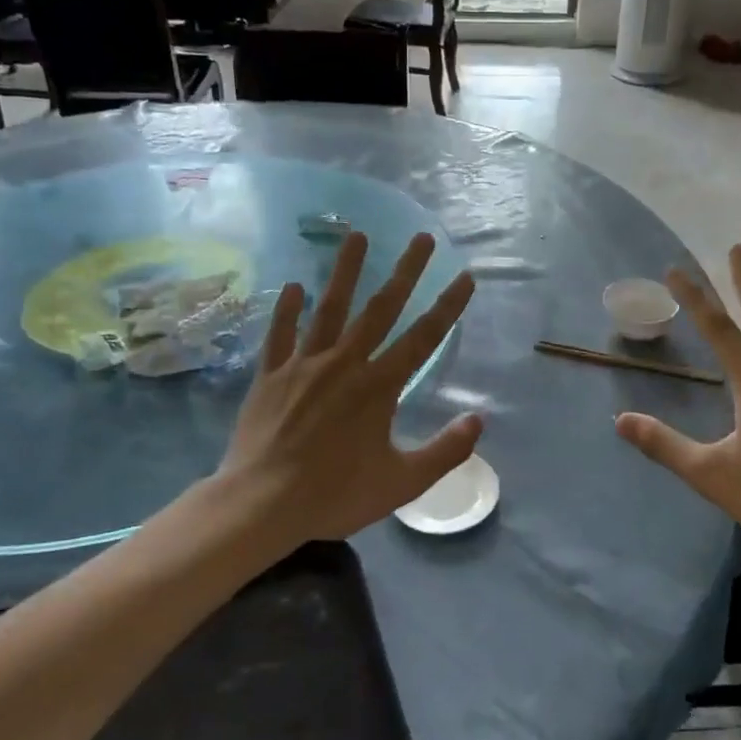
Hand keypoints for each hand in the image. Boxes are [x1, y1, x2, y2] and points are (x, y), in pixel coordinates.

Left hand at [214, 231, 480, 551]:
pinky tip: (293, 286)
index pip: (423, 337)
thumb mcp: (402, 483)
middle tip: (422, 238)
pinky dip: (287, 309)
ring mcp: (304, 365)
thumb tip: (479, 420)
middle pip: (381, 308)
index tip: (465, 276)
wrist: (261, 504)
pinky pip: (280, 333)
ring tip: (357, 235)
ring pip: (329, 308)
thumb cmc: (334, 494)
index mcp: (380, 386)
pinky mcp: (271, 374)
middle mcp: (345, 363)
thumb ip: (444, 451)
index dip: (448, 306)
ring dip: (345, 270)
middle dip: (406, 271)